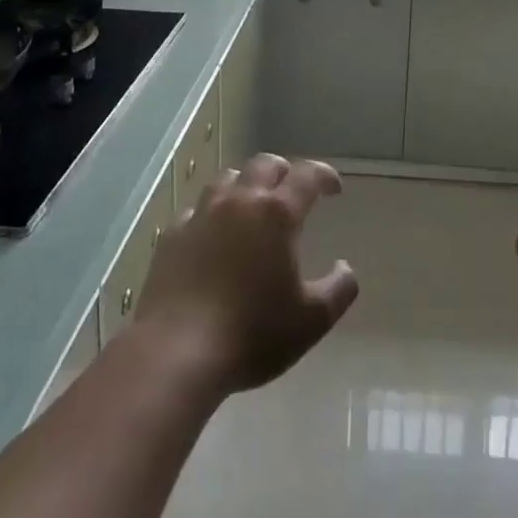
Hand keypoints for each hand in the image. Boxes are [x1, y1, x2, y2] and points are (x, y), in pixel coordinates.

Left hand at [132, 154, 358, 394]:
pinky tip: (212, 234)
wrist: (177, 353)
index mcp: (277, 213)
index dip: (324, 175)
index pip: (307, 175)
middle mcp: (239, 201)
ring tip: (252, 205)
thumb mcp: (312, 321)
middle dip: (284, 172)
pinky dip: (211, 213)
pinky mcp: (172, 236)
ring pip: (227, 179)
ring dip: (246, 185)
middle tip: (292, 191)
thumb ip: (338, 289)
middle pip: (265, 165)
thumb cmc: (253, 333)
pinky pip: (196, 210)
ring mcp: (201, 215)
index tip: (334, 188)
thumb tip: (345, 268)